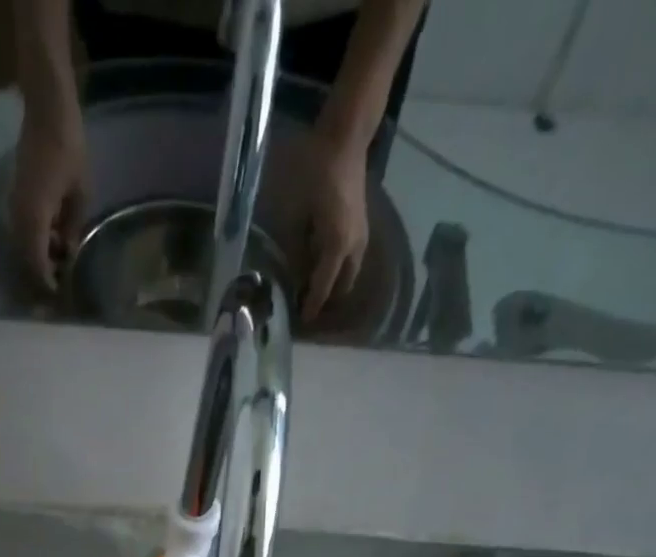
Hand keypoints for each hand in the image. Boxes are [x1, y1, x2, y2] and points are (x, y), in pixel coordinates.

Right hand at [8, 107, 87, 292]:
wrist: (46, 111)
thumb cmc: (69, 149)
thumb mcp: (80, 195)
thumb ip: (72, 228)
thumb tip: (67, 254)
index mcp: (35, 218)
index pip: (36, 263)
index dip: (46, 284)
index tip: (57, 297)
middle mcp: (19, 216)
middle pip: (25, 260)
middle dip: (39, 279)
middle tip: (56, 293)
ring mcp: (14, 207)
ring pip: (22, 248)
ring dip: (38, 262)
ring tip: (57, 272)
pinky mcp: (15, 199)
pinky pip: (23, 233)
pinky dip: (35, 246)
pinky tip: (52, 247)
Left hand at [301, 131, 369, 322]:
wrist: (346, 137)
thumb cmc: (316, 172)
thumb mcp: (297, 214)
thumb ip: (296, 248)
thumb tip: (294, 274)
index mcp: (337, 247)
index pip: (322, 287)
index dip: (311, 306)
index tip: (301, 321)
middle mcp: (354, 247)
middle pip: (342, 286)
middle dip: (326, 300)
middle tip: (306, 307)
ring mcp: (361, 235)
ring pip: (349, 273)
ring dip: (334, 285)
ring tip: (314, 291)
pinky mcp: (361, 225)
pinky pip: (351, 259)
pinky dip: (339, 269)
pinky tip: (323, 267)